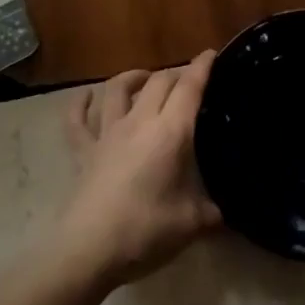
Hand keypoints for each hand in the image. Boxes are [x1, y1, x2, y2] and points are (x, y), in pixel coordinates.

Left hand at [58, 52, 221, 286]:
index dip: (201, 68)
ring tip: (145, 77)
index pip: (189, 88)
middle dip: (175, 74)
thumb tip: (226, 211)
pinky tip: (87, 97)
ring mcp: (107, 134)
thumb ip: (212, 212)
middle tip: (188, 80)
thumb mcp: (192, 224)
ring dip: (133, 77)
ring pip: (117, 89)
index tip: (211, 54)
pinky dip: (81, 104)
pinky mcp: (83, 151)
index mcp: (170, 133)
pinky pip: (77, 120)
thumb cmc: (146, 231)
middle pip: (158, 82)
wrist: (88, 250)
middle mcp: (139, 122)